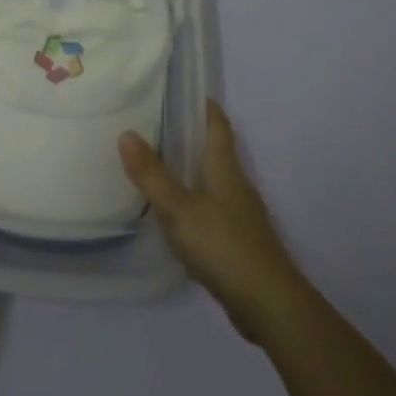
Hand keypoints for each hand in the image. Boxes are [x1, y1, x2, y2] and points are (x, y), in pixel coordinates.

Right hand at [120, 100, 311, 343]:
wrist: (269, 305)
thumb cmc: (224, 245)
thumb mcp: (179, 208)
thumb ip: (152, 174)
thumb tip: (126, 133)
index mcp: (224, 166)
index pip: (217, 123)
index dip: (202, 103)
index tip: (178, 90)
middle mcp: (235, 183)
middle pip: (213, 148)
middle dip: (187, 134)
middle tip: (150, 123)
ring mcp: (239, 213)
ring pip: (210, 178)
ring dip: (187, 168)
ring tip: (153, 162)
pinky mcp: (237, 239)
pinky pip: (210, 206)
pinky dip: (191, 199)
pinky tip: (171, 211)